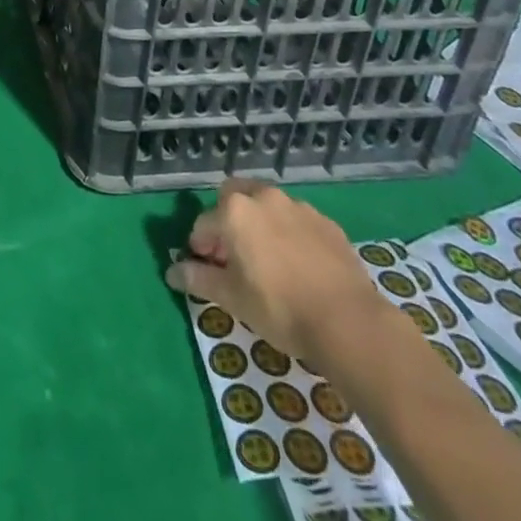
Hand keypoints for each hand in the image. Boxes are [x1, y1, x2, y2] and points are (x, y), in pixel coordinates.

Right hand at [165, 178, 386, 363]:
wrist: (349, 322)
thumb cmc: (279, 308)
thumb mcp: (232, 299)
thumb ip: (199, 280)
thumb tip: (172, 272)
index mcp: (235, 211)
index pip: (203, 224)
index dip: (200, 247)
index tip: (206, 270)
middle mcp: (264, 197)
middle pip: (234, 198)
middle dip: (227, 220)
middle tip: (233, 256)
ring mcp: (298, 207)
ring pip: (267, 207)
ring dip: (259, 224)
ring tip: (268, 261)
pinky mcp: (327, 223)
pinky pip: (297, 221)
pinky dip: (289, 235)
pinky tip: (299, 266)